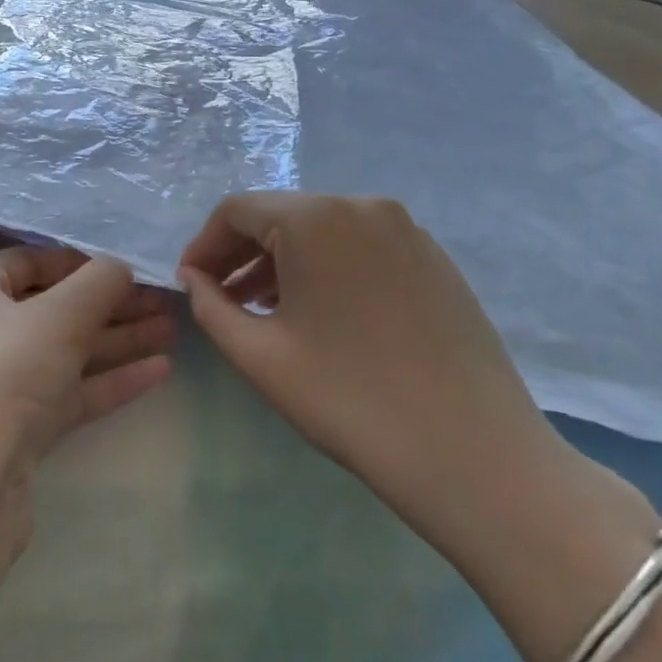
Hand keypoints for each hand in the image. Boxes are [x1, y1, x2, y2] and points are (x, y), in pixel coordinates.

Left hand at [0, 249, 174, 540]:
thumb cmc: (3, 374)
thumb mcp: (58, 315)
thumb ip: (98, 282)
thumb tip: (120, 266)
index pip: (31, 261)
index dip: (81, 261)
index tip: (129, 266)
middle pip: (54, 307)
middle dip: (110, 303)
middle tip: (165, 299)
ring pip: (67, 351)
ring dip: (118, 340)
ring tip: (173, 328)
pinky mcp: (18, 428)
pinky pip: (70, 392)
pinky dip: (110, 380)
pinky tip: (160, 370)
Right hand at [178, 195, 587, 563]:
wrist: (472, 455)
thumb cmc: (348, 399)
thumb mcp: (258, 354)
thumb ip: (210, 306)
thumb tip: (195, 279)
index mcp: (315, 218)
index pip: (236, 210)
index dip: (204, 245)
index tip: (189, 286)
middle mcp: (363, 206)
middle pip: (281, 216)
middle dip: (241, 254)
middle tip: (220, 300)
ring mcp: (408, 231)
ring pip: (322, 232)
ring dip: (282, 263)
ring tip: (263, 310)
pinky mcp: (435, 261)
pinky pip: (361, 249)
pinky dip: (327, 269)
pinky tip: (321, 315)